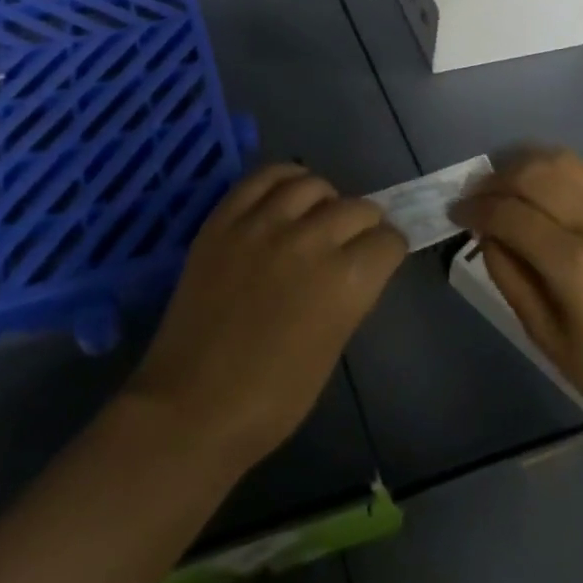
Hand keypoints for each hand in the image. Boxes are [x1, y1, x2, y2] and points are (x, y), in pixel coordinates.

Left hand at [127, 164, 406, 466]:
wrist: (193, 404)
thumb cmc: (272, 399)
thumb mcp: (331, 348)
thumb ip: (348, 296)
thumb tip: (353, 266)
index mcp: (345, 282)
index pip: (387, 241)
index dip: (389, 249)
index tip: (382, 256)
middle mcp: (310, 240)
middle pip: (356, 207)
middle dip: (365, 222)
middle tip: (355, 237)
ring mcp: (263, 224)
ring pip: (311, 184)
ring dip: (325, 198)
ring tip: (318, 212)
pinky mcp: (225, 219)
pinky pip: (262, 178)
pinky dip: (283, 178)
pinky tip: (287, 191)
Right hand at [454, 147, 582, 461]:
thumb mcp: (547, 338)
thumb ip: (509, 276)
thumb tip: (486, 232)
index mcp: (577, 265)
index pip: (509, 213)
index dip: (474, 208)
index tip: (455, 212)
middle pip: (532, 173)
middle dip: (493, 178)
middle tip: (475, 196)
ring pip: (562, 160)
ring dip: (523, 164)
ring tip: (504, 183)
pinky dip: (557, 169)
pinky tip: (543, 186)